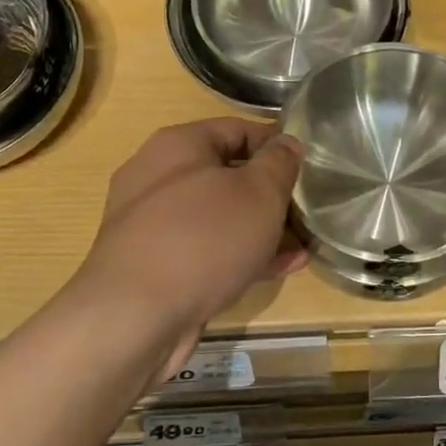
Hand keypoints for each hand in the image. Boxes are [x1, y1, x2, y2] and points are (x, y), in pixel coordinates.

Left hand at [77, 120, 304, 359]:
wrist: (135, 316)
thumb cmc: (204, 239)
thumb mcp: (259, 193)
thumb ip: (279, 163)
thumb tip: (287, 143)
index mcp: (178, 146)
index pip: (238, 129)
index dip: (277, 144)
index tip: (310, 165)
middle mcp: (158, 178)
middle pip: (226, 174)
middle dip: (270, 193)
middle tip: (306, 210)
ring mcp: (152, 224)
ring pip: (218, 216)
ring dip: (259, 228)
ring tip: (301, 244)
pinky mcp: (154, 265)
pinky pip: (205, 250)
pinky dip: (239, 255)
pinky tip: (276, 270)